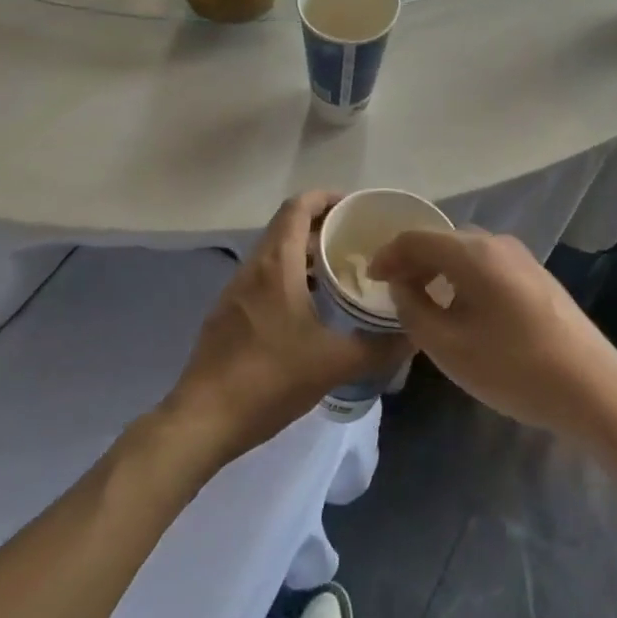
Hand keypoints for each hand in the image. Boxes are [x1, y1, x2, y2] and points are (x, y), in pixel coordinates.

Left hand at [165, 192, 409, 464]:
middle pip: (286, 226)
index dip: (325, 197)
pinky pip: (262, 278)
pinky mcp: (227, 314)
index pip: (298, 207)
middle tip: (355, 240)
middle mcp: (253, 267)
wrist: (203, 419)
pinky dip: (288, 276)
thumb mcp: (334, 364)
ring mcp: (235, 290)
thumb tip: (414, 333)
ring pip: (273, 253)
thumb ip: (378, 347)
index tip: (354, 207)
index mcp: (277, 264)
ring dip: (303, 253)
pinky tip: (307, 308)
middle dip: (320, 225)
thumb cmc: (270, 378)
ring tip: (337, 271)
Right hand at [369, 229, 616, 445]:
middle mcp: (496, 243)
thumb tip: (401, 286)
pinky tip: (460, 307)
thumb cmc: (513, 367)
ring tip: (422, 300)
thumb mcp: (448, 346)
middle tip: (392, 291)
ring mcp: (521, 257)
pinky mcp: (536, 276)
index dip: (387, 255)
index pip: (416, 238)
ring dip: (437, 269)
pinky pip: (485, 264)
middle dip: (412, 261)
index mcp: (472, 252)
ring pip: (465, 252)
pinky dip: (461, 277)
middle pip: (441, 240)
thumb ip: (413, 309)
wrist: (592, 388)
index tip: (367, 278)